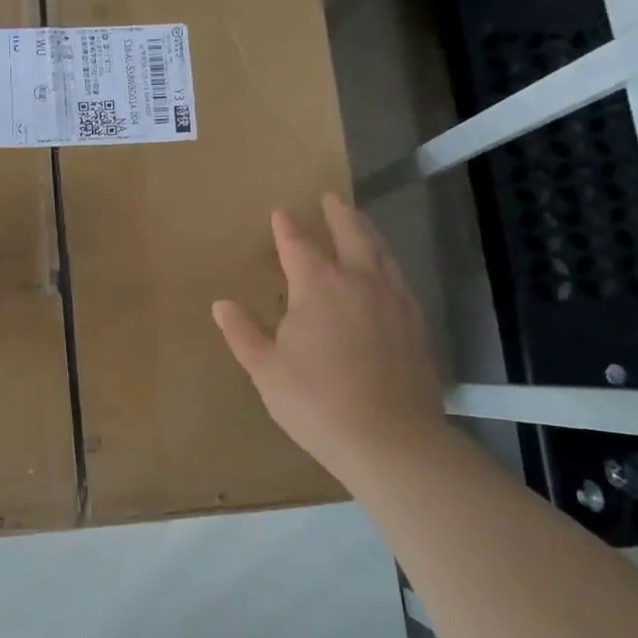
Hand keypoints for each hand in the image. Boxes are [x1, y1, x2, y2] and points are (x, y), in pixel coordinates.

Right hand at [213, 193, 445, 483]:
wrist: (391, 439)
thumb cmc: (316, 402)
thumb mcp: (266, 370)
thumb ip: (243, 333)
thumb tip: (221, 304)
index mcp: (317, 287)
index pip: (298, 245)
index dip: (288, 228)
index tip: (281, 212)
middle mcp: (359, 281)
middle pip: (350, 235)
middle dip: (338, 214)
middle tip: (330, 197)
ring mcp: (393, 300)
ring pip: (381, 252)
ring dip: (367, 231)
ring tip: (360, 221)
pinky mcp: (416, 323)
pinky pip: (400, 278)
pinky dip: (388, 262)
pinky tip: (387, 270)